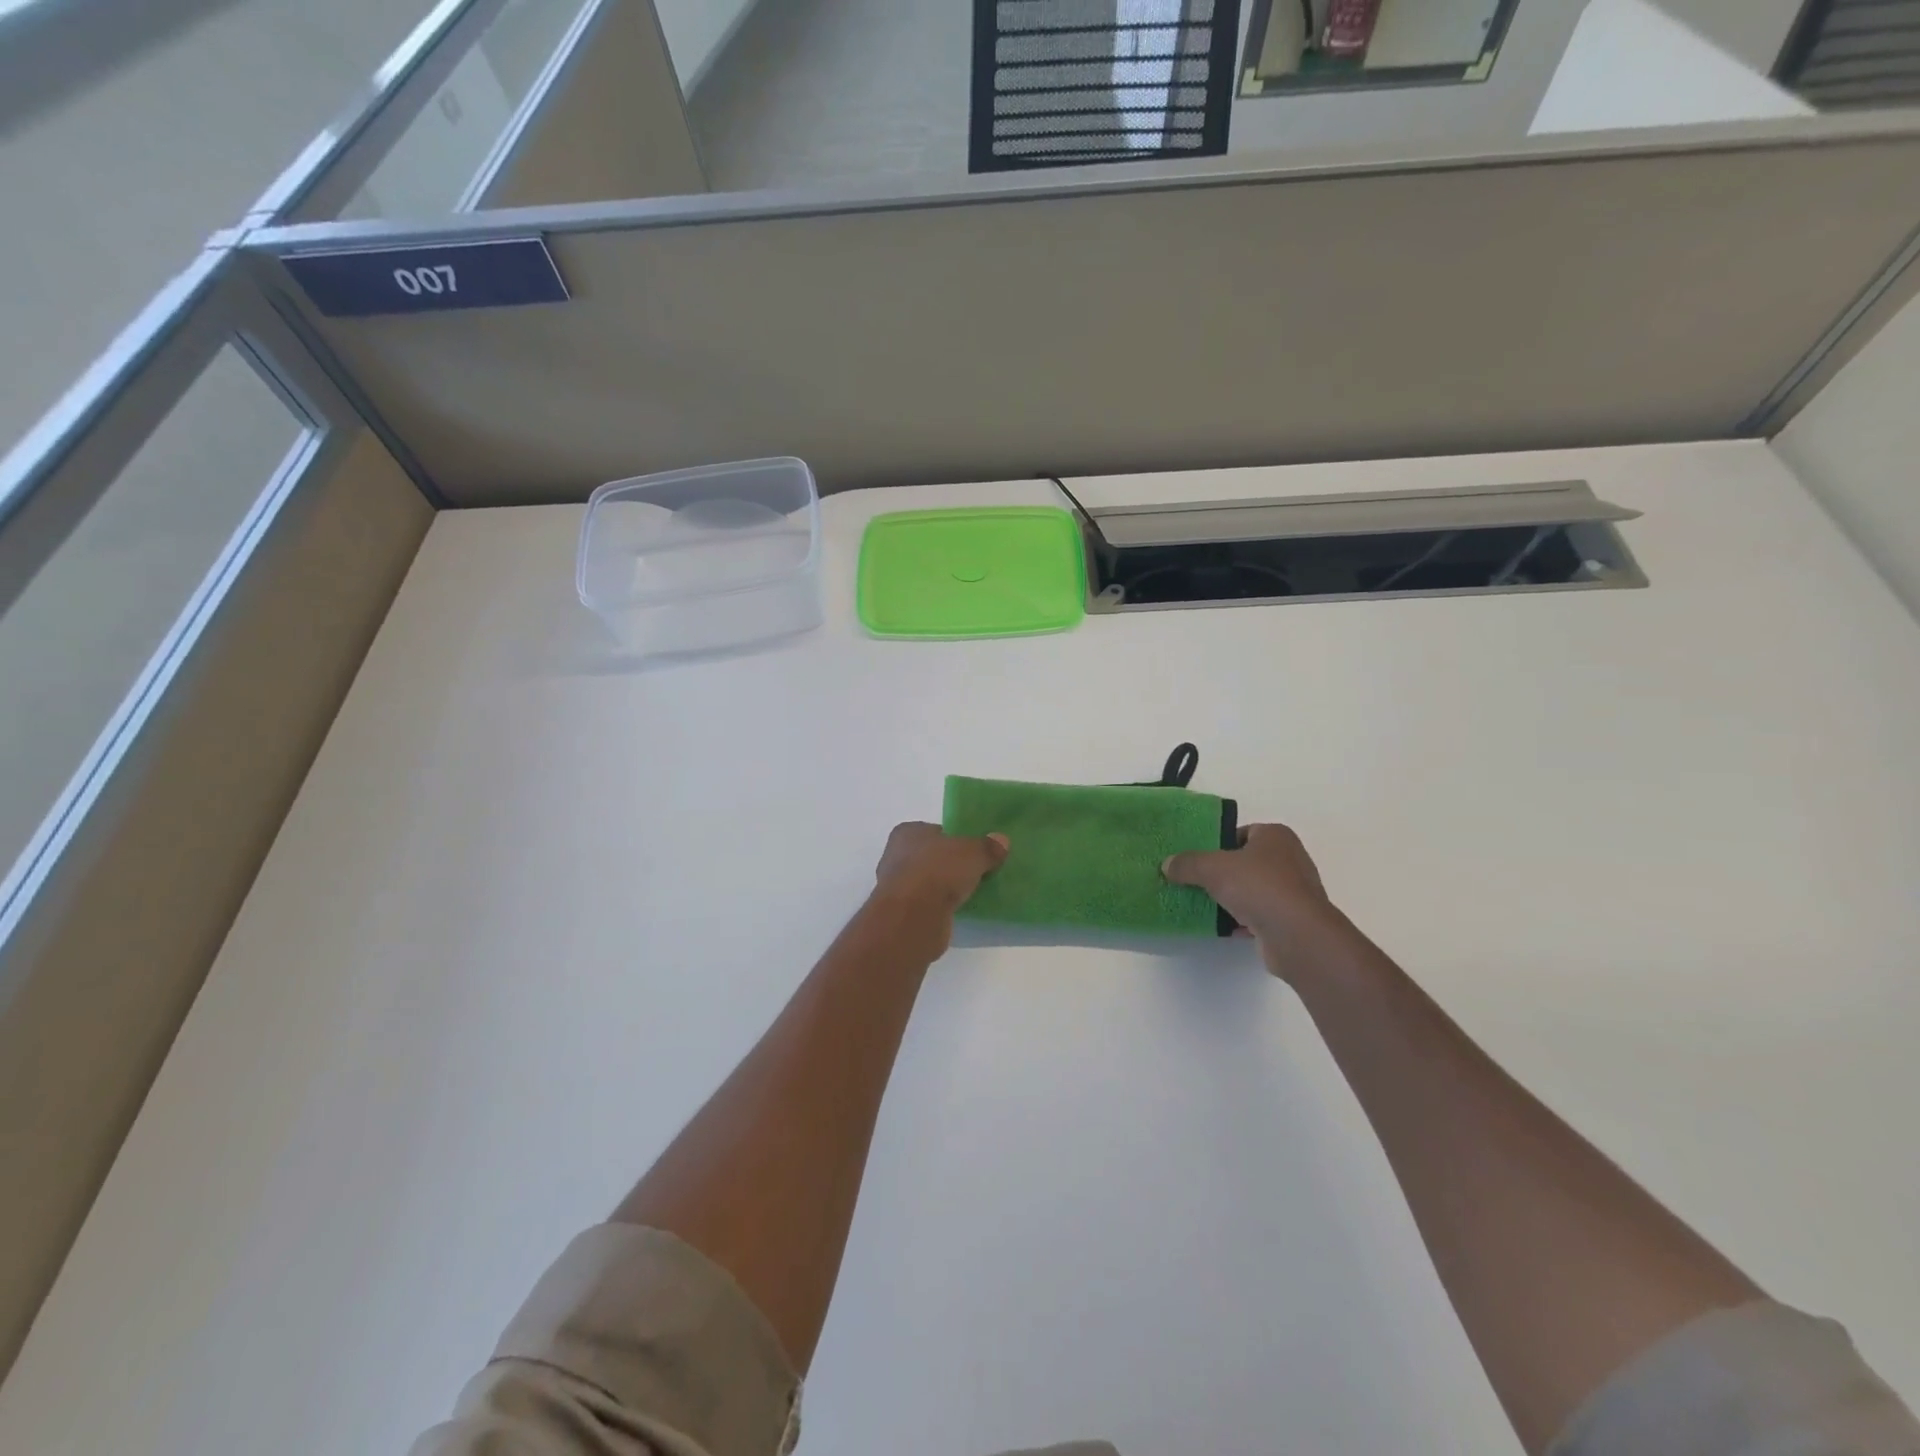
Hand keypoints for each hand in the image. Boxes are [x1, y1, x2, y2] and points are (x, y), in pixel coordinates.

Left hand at [868, 822, 1009, 959]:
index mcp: (907, 832)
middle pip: (932, 856)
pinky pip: (928, 904)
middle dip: (951, 864)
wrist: (913, 917)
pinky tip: (959, 911)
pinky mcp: (902, 913)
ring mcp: (897, 886)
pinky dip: (941, 906)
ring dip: (946, 887)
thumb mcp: (973, 853)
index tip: (974, 851)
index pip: (935, 831)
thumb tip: (1001, 841)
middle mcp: (896, 855)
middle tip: (976, 872)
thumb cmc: (938, 871)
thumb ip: (987, 847)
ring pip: (929, 881)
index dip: (955, 839)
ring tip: (971, 893)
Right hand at [1163, 824, 1342, 979]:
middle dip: (1222, 873)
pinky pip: (1259, 914)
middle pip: (1245, 862)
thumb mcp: (1212, 868)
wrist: (1298, 936)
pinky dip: (1241, 919)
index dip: (1217, 843)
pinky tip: (1221, 926)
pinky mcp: (1292, 920)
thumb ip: (1188, 863)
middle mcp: (1289, 859)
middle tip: (1194, 881)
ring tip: (1202, 904)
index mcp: (1276, 836)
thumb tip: (1168, 864)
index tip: (1197, 858)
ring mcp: (1293, 892)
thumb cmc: (1259, 887)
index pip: (1241, 833)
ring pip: (1252, 890)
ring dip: (1231, 898)